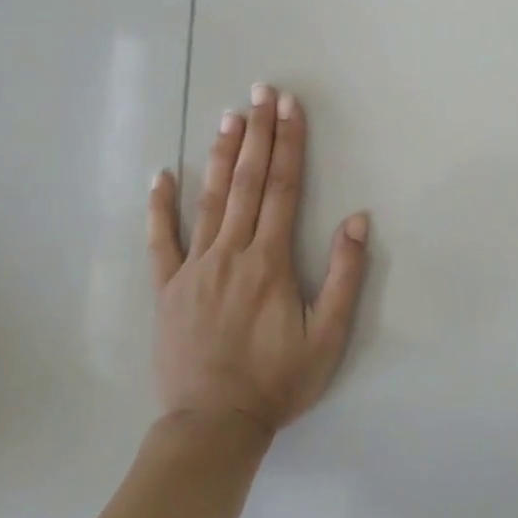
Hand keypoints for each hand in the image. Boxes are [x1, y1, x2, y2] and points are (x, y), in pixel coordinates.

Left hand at [147, 84, 369, 436]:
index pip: (282, 187)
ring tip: (227, 115)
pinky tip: (162, 174)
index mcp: (269, 260)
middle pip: (246, 181)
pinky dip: (160, 206)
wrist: (214, 426)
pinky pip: (161, 240)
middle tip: (260, 91)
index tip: (289, 106)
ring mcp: (193, 268)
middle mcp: (230, 252)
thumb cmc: (278, 381)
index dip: (288, 143)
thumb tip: (357, 219)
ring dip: (220, 154)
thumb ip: (344, 275)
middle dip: (257, 132)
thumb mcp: (328, 335)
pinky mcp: (167, 289)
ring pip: (208, 199)